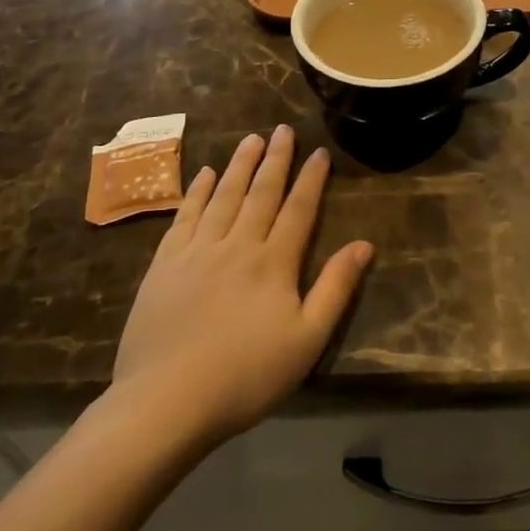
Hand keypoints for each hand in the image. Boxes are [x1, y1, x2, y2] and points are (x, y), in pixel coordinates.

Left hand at [111, 126, 372, 445]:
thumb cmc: (246, 376)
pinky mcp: (165, 264)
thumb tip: (364, 244)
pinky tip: (204, 174)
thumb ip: (335, 288)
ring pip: (224, 196)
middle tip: (282, 129)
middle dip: (275, 159)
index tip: (319, 151)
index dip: (311, 178)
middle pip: (261, 192)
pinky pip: (185, 216)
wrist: (166, 401)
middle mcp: (237, 244)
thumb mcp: (307, 340)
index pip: (299, 209)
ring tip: (251, 138)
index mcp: (274, 262)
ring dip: (239, 165)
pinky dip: (197, 192)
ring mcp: (197, 251)